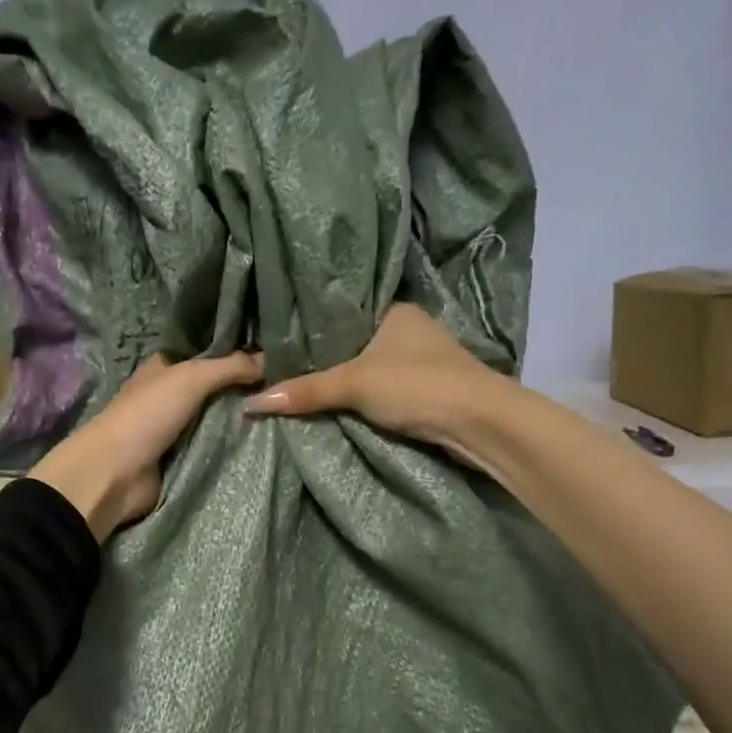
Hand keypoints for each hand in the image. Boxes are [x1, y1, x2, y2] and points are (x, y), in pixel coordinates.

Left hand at [28, 350, 262, 538]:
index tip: (276, 353)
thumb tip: (270, 359)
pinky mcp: (179, 460)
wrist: (115, 474)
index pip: (206, 353)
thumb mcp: (190, 378)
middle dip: (244, 388)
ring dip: (241, 419)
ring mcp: (174, 429)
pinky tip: (265, 441)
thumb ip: (229, 366)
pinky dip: (231, 447)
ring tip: (285, 413)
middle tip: (288, 386)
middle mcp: (169, 395)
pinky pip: (213, 448)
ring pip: (216, 419)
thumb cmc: (147, 415)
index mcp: (164, 368)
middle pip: (214, 388)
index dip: (235, 352)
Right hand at [242, 303, 500, 449]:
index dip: (310, 327)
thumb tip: (250, 403)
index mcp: (394, 310)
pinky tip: (335, 404)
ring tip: (298, 385)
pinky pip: (382, 388)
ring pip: (368, 366)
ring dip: (344, 379)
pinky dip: (361, 397)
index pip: (342, 312)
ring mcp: (421, 359)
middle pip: (353, 341)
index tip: (277, 341)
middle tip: (280, 368)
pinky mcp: (427, 389)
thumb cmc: (417, 385)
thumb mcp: (354, 384)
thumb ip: (305, 391)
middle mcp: (408, 328)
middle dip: (324, 358)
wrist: (480, 423)